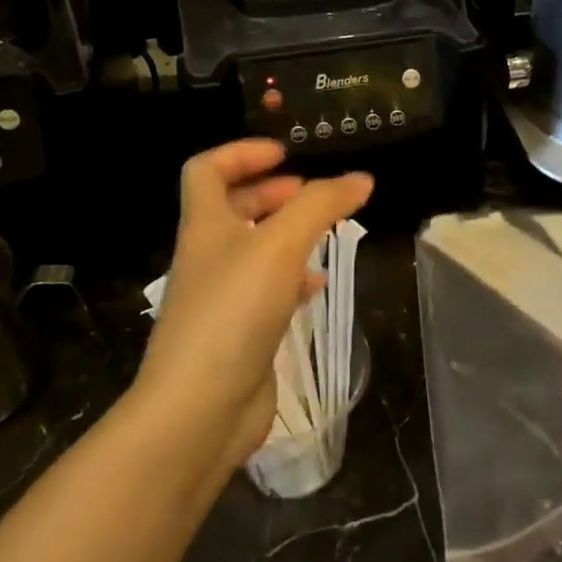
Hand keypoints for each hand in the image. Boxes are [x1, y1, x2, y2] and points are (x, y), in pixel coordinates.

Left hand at [138, 140, 371, 471]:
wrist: (200, 410)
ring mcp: (223, 297)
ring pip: (255, 249)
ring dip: (288, 233)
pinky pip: (269, 290)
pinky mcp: (241, 331)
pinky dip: (294, 278)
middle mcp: (209, 256)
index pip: (207, 169)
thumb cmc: (233, 312)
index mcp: (205, 225)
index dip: (242, 152)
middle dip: (273, 192)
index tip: (286, 153)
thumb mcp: (280, 246)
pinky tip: (318, 284)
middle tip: (313, 193)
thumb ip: (322, 206)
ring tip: (327, 231)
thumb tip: (361, 179)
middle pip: (234, 207)